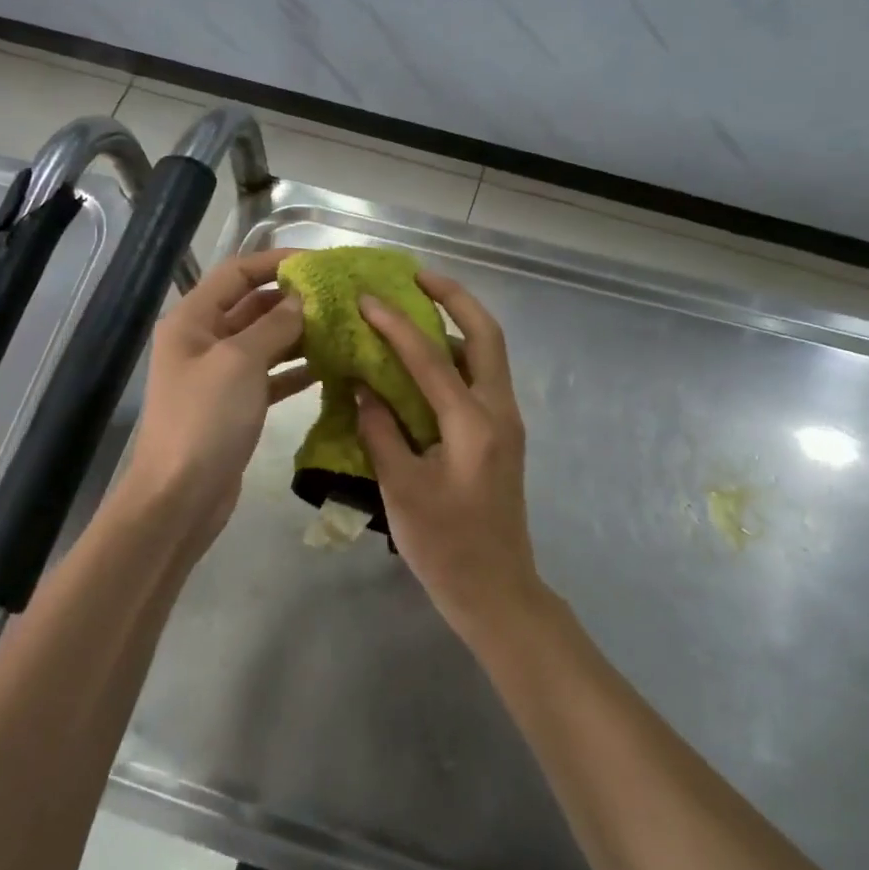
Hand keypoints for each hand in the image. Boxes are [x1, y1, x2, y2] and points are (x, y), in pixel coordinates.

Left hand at [112, 249, 311, 549]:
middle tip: (339, 298)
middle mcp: (202, 341)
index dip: (275, 262)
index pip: (236, 273)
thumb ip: (274, 325)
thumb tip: (301, 300)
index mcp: (192, 320)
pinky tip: (328, 366)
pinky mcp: (234, 405)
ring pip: (263, 341)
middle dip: (292, 300)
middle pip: (251, 306)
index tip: (319, 263)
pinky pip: (268, 376)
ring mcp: (218, 375)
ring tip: (341, 327)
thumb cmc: (205, 419)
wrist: (180, 496)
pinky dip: (294, 369)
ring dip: (298, 334)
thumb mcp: (240, 362)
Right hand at [354, 272, 546, 643]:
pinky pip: (481, 377)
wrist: (497, 592)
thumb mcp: (402, 489)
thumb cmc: (446, 546)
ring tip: (418, 306)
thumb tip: (362, 389)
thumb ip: (381, 432)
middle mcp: (499, 410)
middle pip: (485, 334)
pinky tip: (424, 361)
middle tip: (416, 277)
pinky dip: (456, 355)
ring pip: (488, 353)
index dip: (394, 324)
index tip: (365, 298)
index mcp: (474, 422)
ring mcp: (506, 422)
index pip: (429, 357)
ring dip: (457, 322)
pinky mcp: (502, 436)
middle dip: (453, 297)